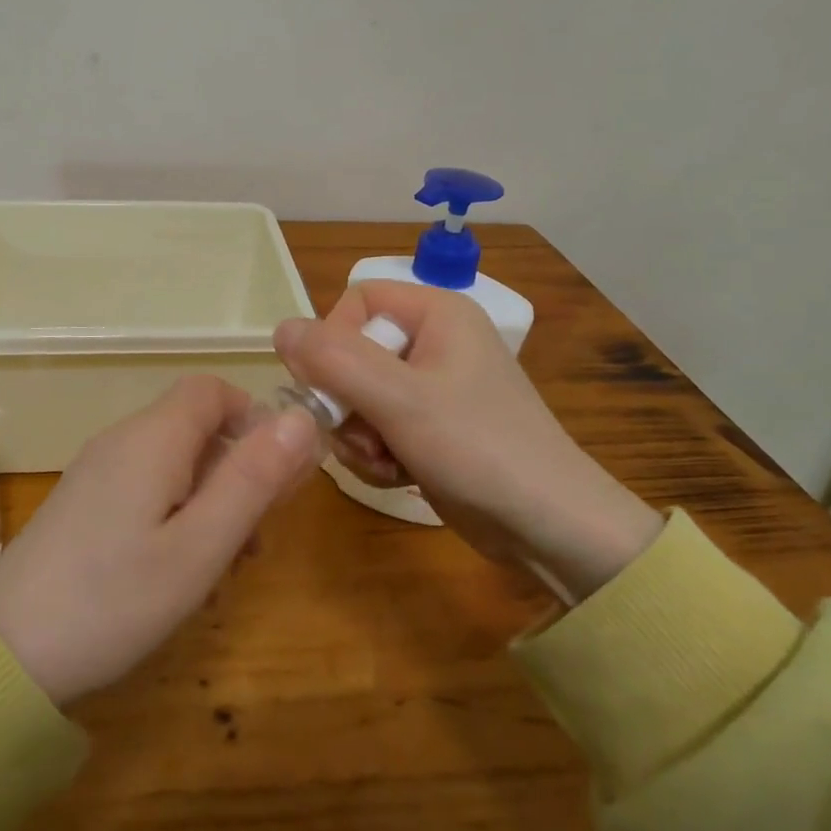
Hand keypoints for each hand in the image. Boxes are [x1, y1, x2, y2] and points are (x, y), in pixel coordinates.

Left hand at [0, 377, 319, 705]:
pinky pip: (148, 484)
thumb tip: (302, 415)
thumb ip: (253, 478)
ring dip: (213, 496)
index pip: (214, 389)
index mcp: (154, 437)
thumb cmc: (113, 599)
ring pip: (176, 459)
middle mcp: (125, 439)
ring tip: (226, 563)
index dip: (254, 418)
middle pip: (198, 425)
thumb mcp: (199, 546)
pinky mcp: (86, 501)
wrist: (2, 651)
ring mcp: (100, 469)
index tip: (277, 475)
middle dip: (239, 467)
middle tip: (257, 535)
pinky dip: (179, 510)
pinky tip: (181, 568)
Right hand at [275, 282, 661, 601]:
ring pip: (360, 394)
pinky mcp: (432, 427)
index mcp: (437, 313)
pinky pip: (380, 424)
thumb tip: (279, 328)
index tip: (333, 388)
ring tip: (385, 462)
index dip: (333, 342)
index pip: (356, 302)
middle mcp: (434, 340)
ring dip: (359, 434)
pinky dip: (377, 451)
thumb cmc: (479, 448)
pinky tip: (396, 476)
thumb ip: (334, 360)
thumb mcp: (400, 399)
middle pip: (353, 352)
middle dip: (346, 402)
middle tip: (361, 437)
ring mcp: (434, 386)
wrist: (552, 529)